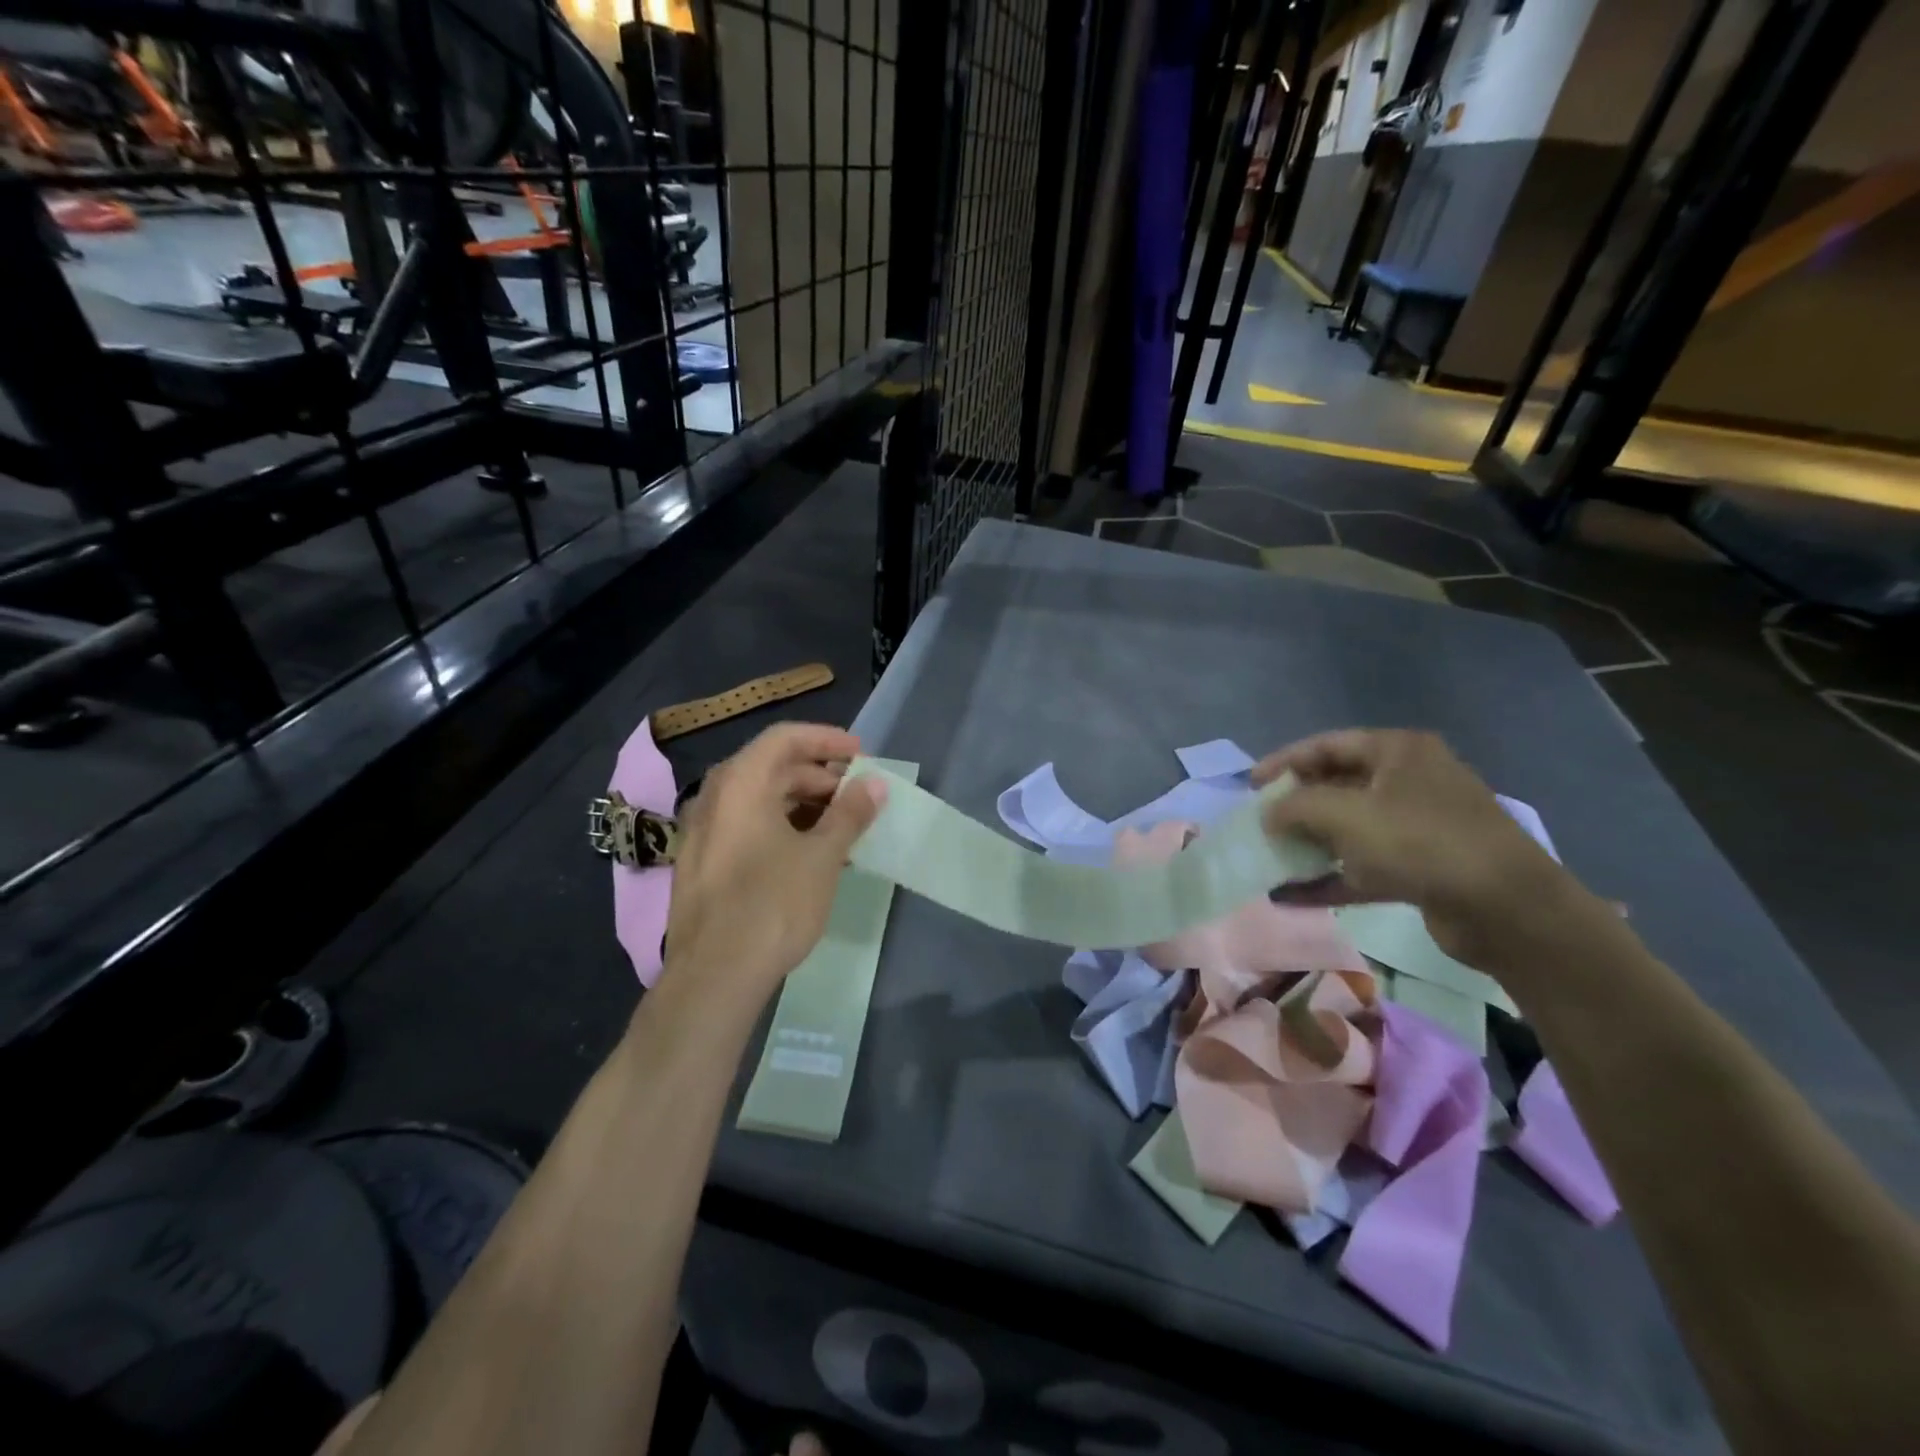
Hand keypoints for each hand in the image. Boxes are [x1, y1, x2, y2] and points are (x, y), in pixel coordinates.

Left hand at [663, 723, 885, 998]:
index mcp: (740, 784)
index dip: (826, 740)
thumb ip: (850, 813)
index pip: (784, 738)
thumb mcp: (822, 856)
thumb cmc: (773, 905)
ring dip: (801, 804)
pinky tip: (808, 855)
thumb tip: (875, 784)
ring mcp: (702, 832)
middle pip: (770, 767)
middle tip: (856, 795)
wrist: (714, 976)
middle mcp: (714, 798)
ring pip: (757, 800)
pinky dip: (779, 827)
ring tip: (840, 827)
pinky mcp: (700, 864)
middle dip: (818, 776)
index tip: (861, 755)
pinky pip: (745, 827)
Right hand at [1255, 729, 1582, 968]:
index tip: (1251, 786)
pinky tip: (1292, 896)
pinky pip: (1363, 866)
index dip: (1283, 762)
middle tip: (1261, 823)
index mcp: (1398, 752)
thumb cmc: (1421, 842)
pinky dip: (1329, 878)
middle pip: (1337, 785)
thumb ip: (1296, 807)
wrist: (1506, 908)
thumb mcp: (1346, 814)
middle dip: (1295, 806)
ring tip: (1271, 858)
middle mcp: (1409, 781)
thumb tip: (1268, 815)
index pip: (1327, 745)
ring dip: (1309, 844)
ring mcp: (1418, 826)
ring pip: (1349, 828)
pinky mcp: (1421, 868)